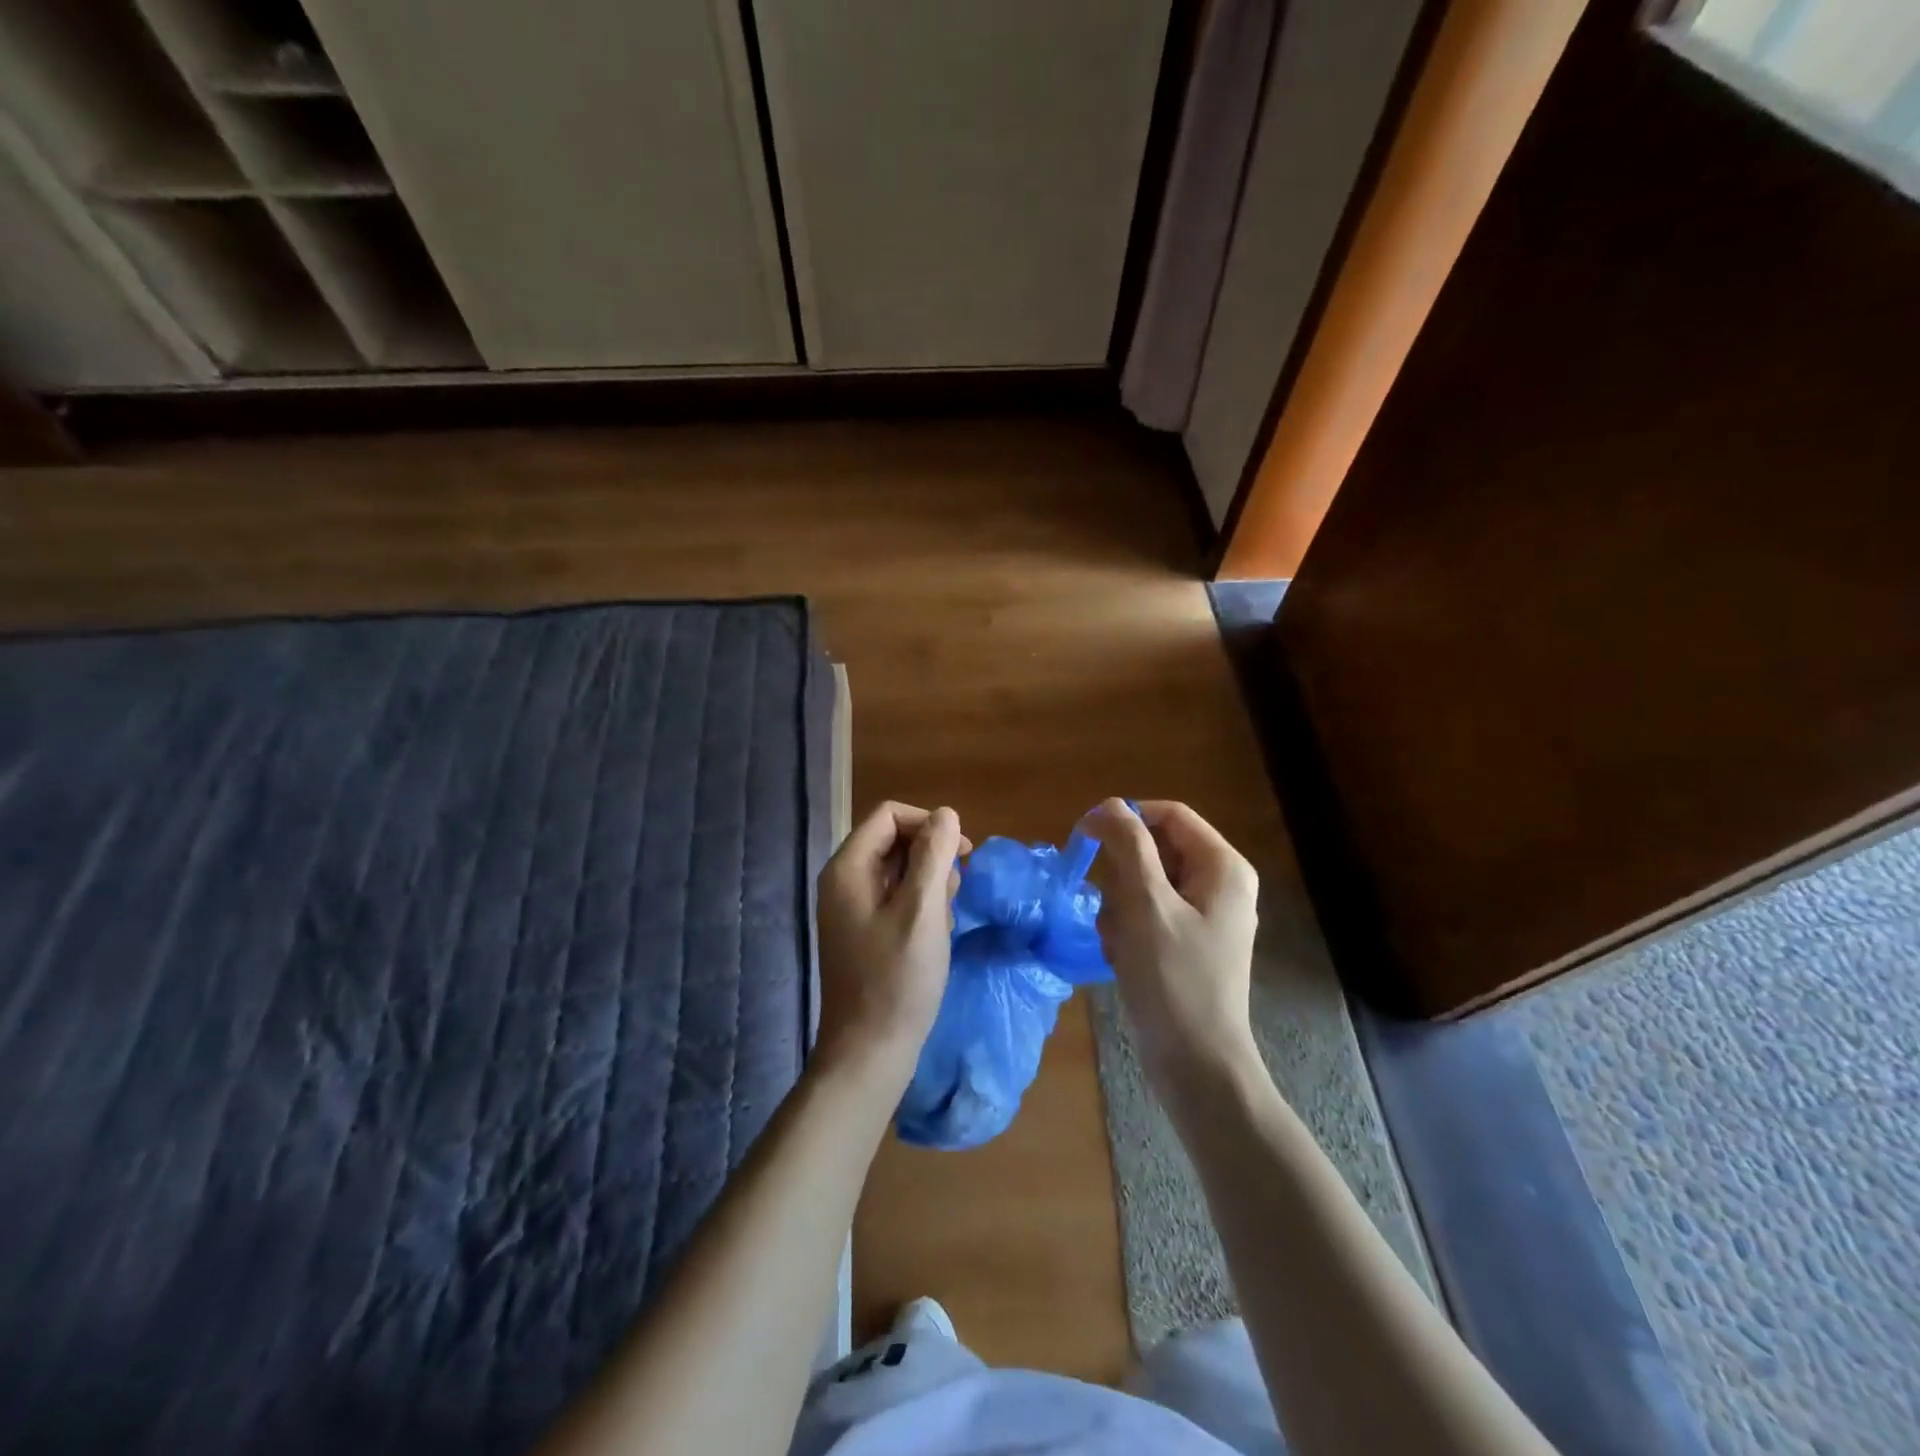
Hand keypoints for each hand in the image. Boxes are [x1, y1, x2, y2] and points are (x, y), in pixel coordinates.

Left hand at [814, 802, 967, 1091]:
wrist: (869, 1052)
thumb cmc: (897, 979)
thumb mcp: (923, 911)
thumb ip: (934, 856)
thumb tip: (946, 814)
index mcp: (848, 868)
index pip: (889, 815)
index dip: (928, 824)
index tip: (961, 853)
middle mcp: (843, 881)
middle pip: (894, 840)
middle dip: (931, 858)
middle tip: (954, 895)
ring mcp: (851, 908)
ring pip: (899, 871)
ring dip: (930, 886)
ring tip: (944, 922)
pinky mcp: (863, 931)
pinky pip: (896, 899)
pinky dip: (920, 908)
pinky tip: (934, 937)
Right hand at [1083, 798, 1259, 1090]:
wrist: (1196, 1064)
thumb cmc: (1173, 979)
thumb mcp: (1146, 904)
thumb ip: (1128, 846)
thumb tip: (1108, 805)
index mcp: (1222, 867)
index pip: (1169, 815)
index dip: (1126, 818)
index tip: (1085, 837)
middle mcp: (1219, 884)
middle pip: (1155, 850)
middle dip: (1122, 877)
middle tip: (1110, 908)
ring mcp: (1204, 915)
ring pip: (1145, 884)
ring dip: (1119, 906)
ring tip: (1118, 941)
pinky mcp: (1187, 942)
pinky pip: (1148, 914)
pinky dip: (1128, 929)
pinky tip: (1122, 956)